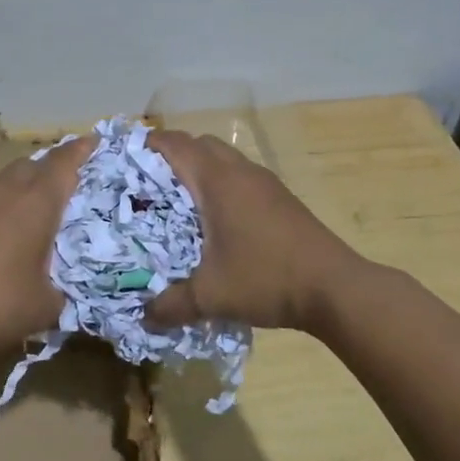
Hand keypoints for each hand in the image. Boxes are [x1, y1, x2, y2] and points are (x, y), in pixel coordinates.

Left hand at [0, 134, 96, 357]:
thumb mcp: (46, 306)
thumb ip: (64, 292)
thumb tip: (67, 292)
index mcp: (36, 203)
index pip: (64, 164)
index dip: (81, 151)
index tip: (95, 142)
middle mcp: (7, 193)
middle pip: (33, 164)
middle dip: (53, 167)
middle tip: (73, 181)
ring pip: (8, 180)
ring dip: (27, 185)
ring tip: (43, 206)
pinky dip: (8, 204)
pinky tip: (12, 230)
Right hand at [143, 130, 365, 333]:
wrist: (336, 288)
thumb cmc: (267, 279)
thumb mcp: (211, 296)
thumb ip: (171, 304)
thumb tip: (144, 316)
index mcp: (217, 181)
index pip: (175, 144)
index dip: (147, 146)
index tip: (124, 162)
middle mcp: (240, 172)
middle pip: (199, 144)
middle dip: (172, 157)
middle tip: (149, 185)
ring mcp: (265, 182)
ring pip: (224, 159)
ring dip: (200, 171)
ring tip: (179, 203)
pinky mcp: (281, 198)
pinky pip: (241, 177)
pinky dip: (221, 185)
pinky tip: (217, 222)